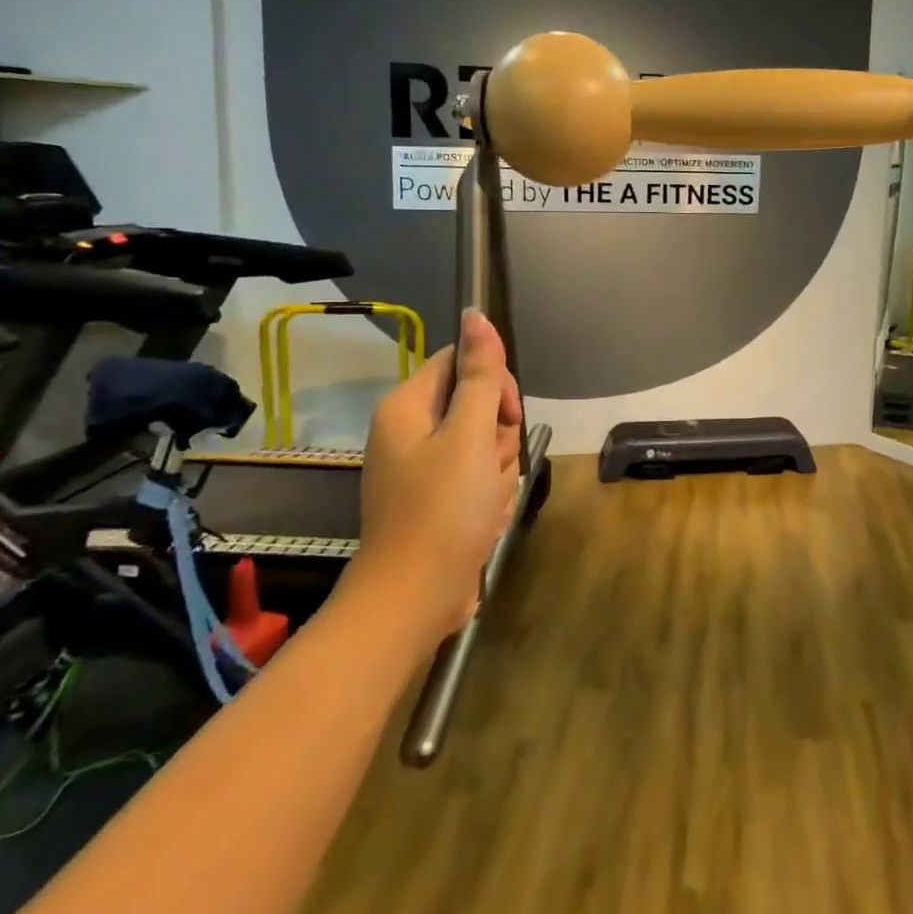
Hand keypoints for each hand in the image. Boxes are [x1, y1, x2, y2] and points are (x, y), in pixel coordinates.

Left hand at [344, 309, 524, 644]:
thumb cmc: (443, 510)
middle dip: (497, 436)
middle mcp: (410, 431)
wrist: (415, 600)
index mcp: (408, 407)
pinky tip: (482, 521)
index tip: (504, 417)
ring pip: (483, 444)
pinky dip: (488, 496)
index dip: (493, 383)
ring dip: (497, 470)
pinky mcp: (436, 500)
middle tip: (489, 467)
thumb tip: (475, 314)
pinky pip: (477, 478)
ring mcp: (422, 469)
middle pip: (476, 405)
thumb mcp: (469, 434)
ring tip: (485, 501)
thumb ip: (479, 374)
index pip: (461, 362)